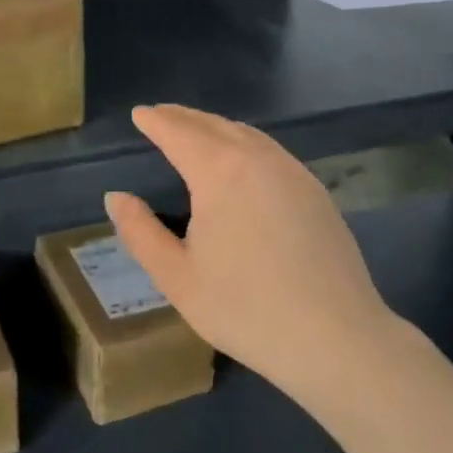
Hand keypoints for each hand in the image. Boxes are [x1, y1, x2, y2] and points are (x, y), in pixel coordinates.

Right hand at [104, 105, 398, 402]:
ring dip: (215, 127)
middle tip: (161, 115)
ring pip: (246, 134)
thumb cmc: (245, 309)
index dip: (156, 121)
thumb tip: (116, 197)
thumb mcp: (177, 277)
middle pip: (214, 125)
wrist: (336, 338)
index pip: (179, 132)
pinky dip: (244, 143)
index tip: (139, 114)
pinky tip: (240, 161)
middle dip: (183, 117)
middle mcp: (258, 159)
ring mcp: (293, 172)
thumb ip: (140, 232)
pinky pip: (271, 151)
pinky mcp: (316, 191)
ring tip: (195, 132)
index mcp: (220, 172)